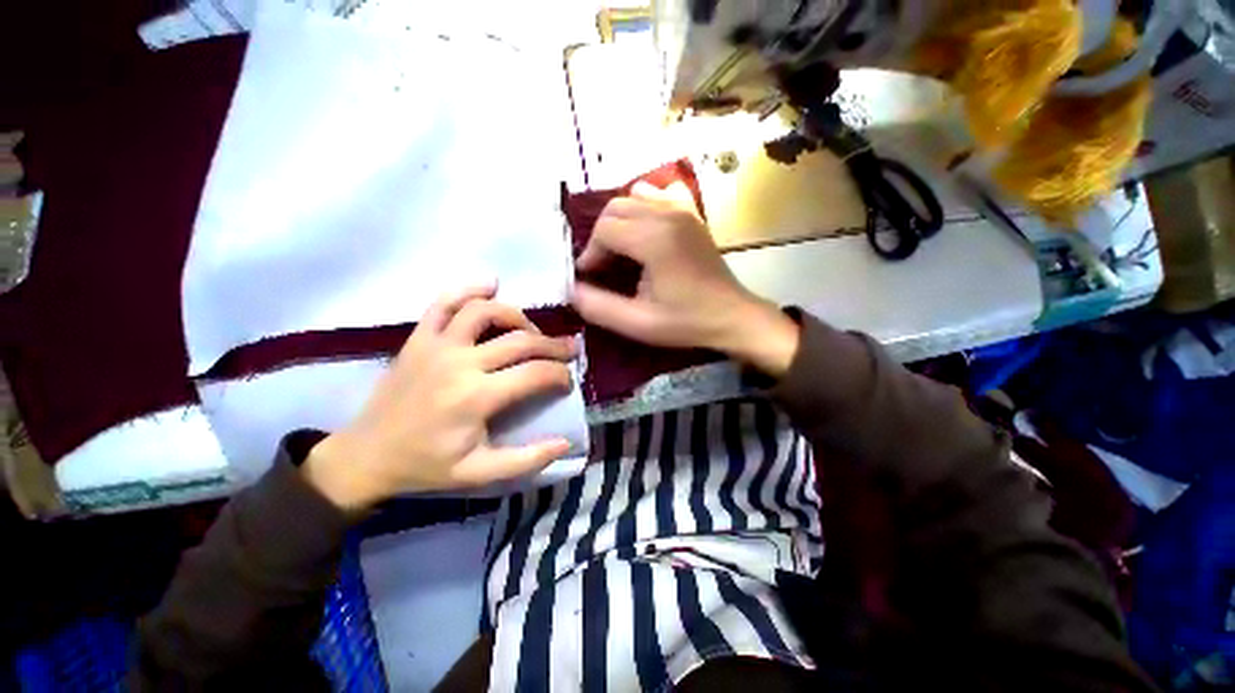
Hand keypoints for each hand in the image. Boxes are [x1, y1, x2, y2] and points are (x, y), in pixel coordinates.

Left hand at [304, 285, 576, 509]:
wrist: (364, 456)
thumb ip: (527, 459)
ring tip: (531, 330)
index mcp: (477, 398)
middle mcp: (460, 363)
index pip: (535, 374)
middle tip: (569, 349)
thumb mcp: (479, 474)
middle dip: (553, 345)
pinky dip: (468, 289)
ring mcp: (437, 345)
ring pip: (486, 312)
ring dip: (518, 316)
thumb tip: (566, 442)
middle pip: (521, 340)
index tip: (567, 381)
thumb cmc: (425, 466)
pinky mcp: (419, 338)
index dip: (560, 375)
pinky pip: (444, 303)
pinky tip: (490, 286)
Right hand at [572, 181, 799, 375]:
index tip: (591, 277)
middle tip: (602, 267)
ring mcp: (682, 210)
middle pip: (615, 209)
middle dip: (601, 237)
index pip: (604, 230)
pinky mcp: (691, 213)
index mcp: (655, 240)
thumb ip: (598, 307)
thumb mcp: (638, 323)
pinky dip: (641, 208)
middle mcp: (667, 215)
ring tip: (620, 252)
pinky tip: (643, 232)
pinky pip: (656, 196)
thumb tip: (571, 289)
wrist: (732, 315)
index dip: (590, 253)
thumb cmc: (686, 322)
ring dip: (618, 223)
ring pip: (632, 199)